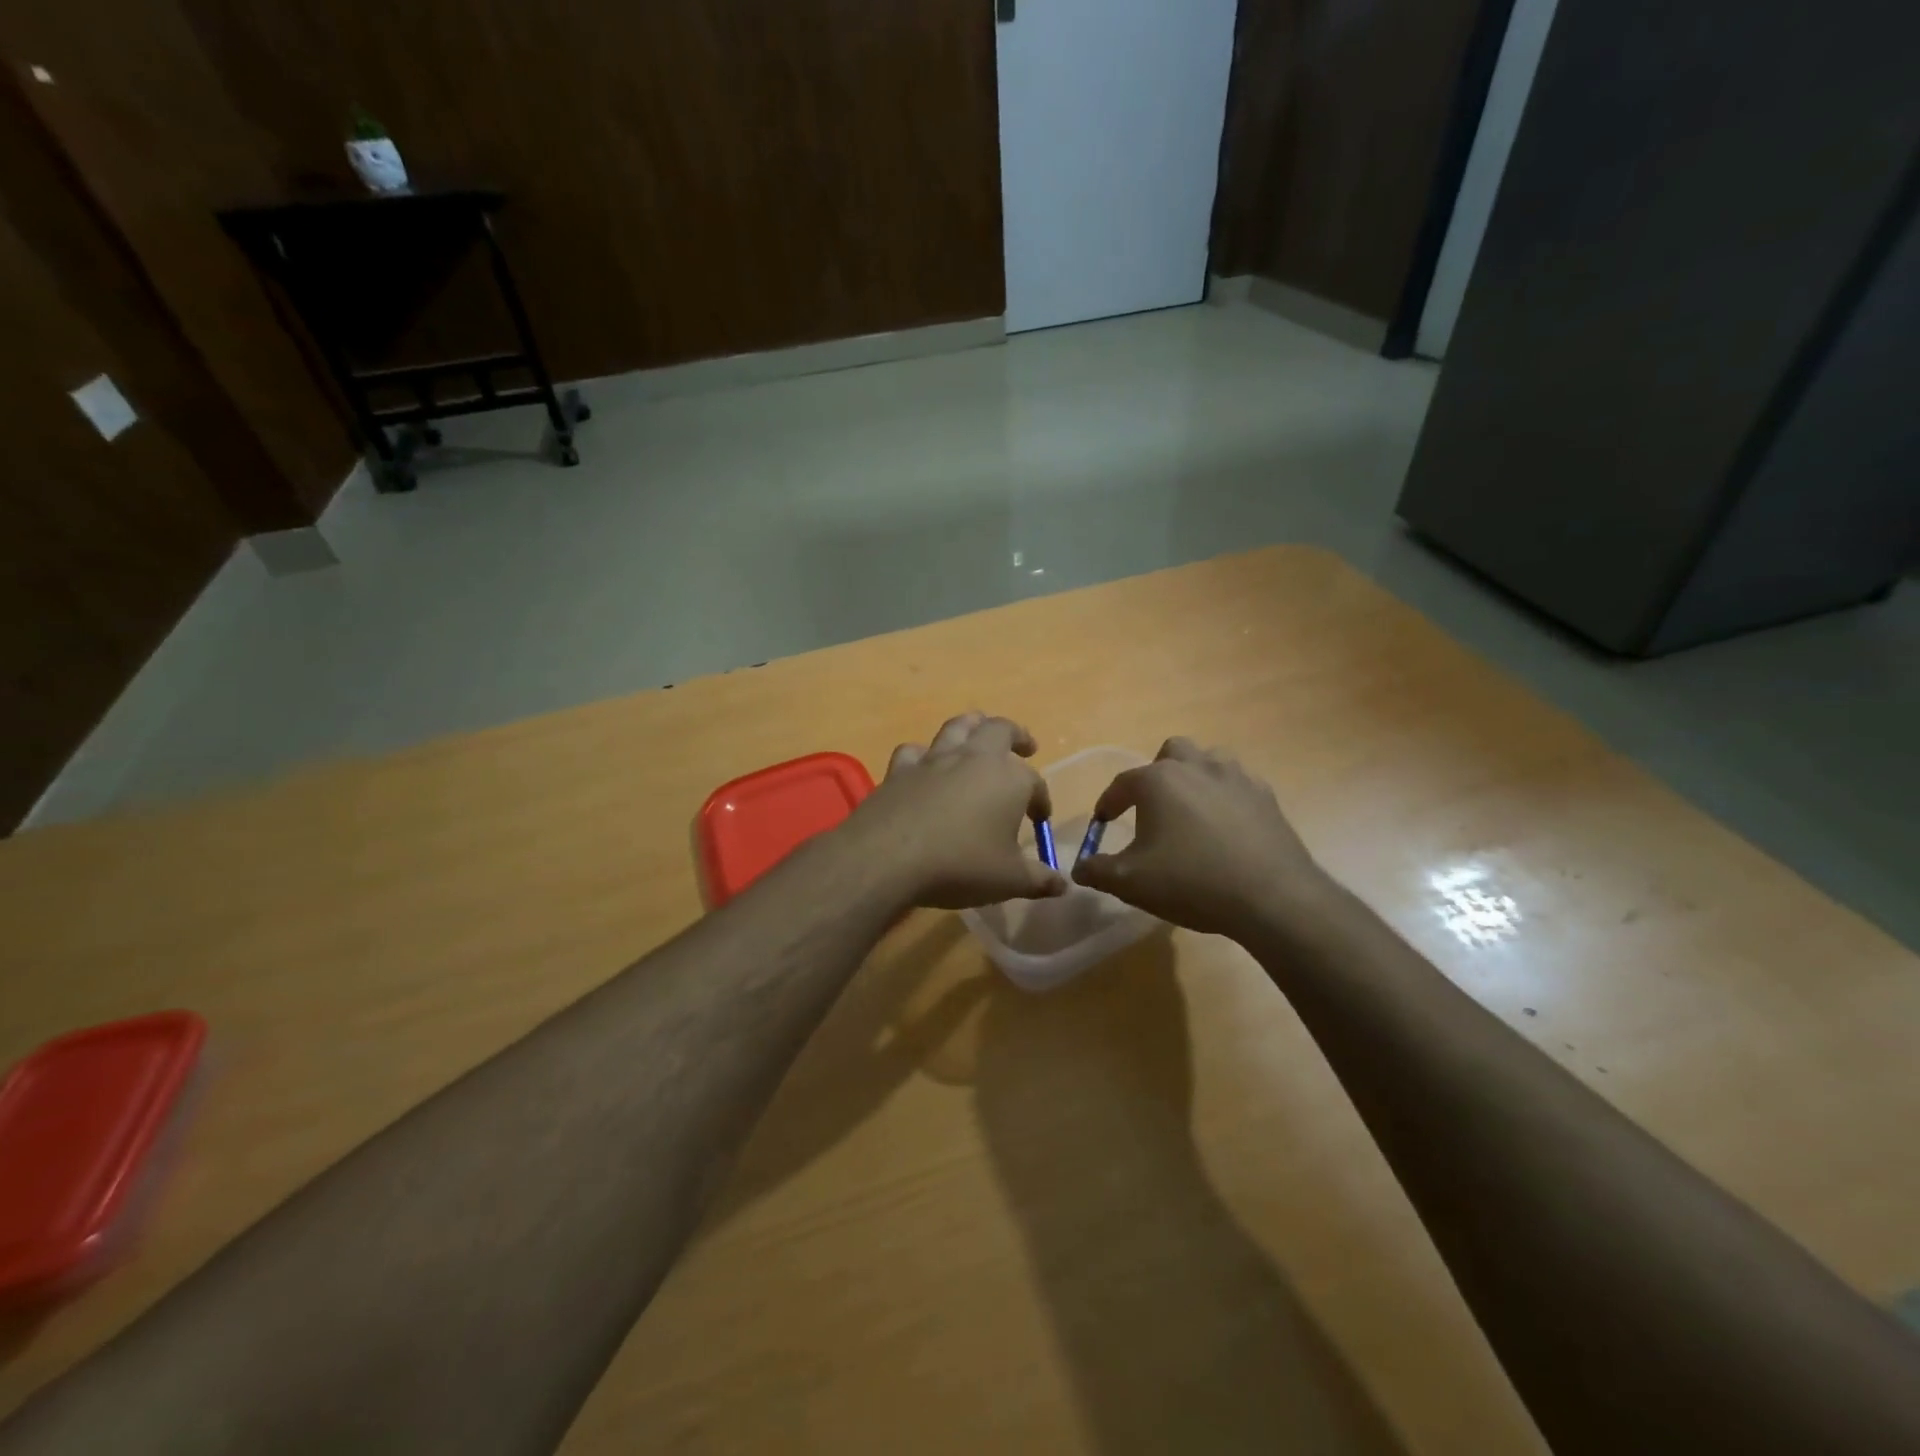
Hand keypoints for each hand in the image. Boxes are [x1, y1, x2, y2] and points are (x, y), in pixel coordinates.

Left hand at [843, 712, 1066, 910]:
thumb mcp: (1008, 880)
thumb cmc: (960, 865)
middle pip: (1000, 730)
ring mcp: (934, 759)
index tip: (1039, 820)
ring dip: (973, 725)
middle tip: (1025, 746)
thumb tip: (1062, 885)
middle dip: (1016, 735)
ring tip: (979, 731)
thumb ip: (1038, 880)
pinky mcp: (900, 770)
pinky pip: (914, 751)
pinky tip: (924, 764)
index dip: (1041, 800)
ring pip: (958, 727)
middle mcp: (974, 758)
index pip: (1035, 782)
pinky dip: (923, 754)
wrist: (889, 857)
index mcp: (1009, 779)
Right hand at [1071, 737, 1328, 937]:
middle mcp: (1197, 766)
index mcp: (1158, 780)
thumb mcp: (1131, 882)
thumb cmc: (1191, 882)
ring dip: (1195, 777)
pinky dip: (1225, 797)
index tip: (1102, 823)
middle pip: (1171, 752)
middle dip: (1157, 774)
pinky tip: (1225, 828)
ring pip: (1209, 760)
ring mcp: (1236, 777)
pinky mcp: (1266, 797)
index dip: (1108, 803)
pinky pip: (1238, 784)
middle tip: (1152, 808)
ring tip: (1190, 811)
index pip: (1122, 783)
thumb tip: (1079, 868)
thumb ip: (1098, 870)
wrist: (1272, 897)